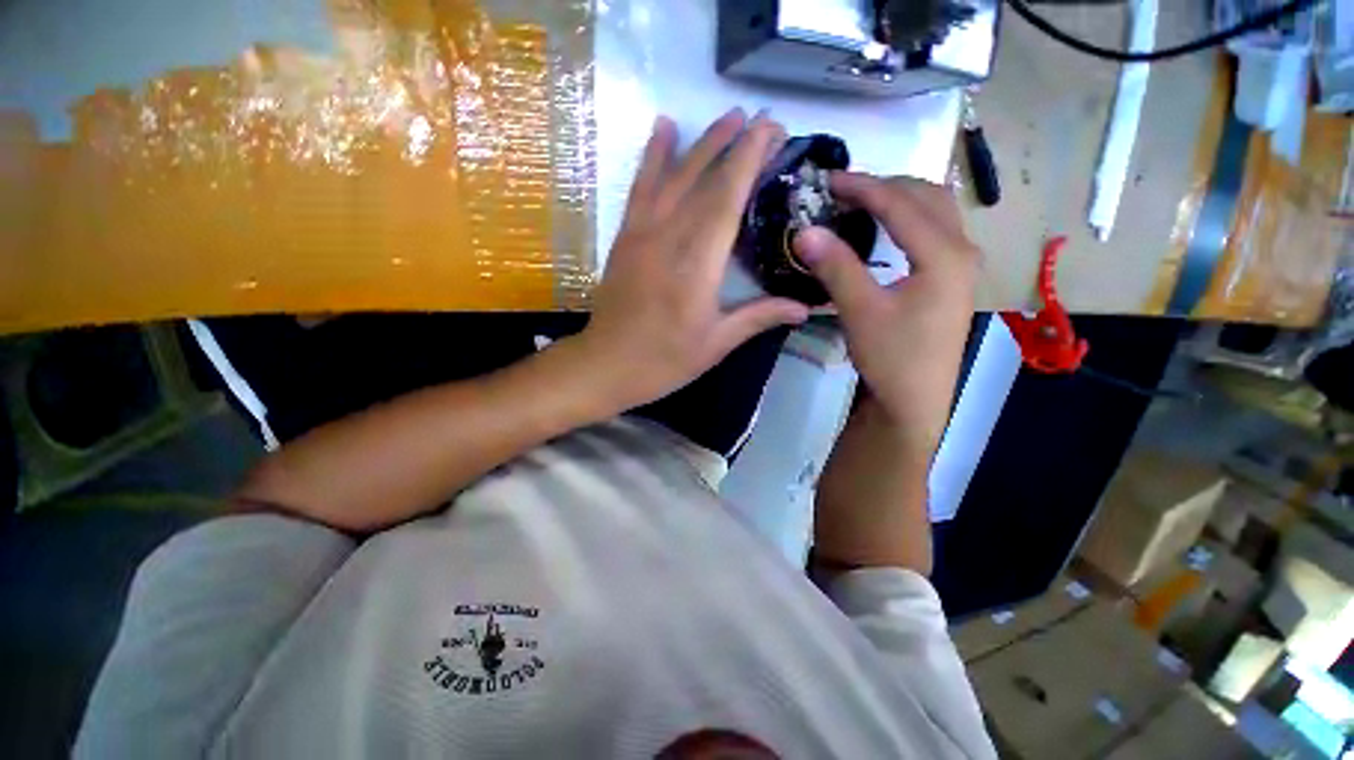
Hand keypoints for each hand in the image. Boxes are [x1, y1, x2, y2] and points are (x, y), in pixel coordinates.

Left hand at [575, 110, 809, 409]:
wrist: (606, 365)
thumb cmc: (664, 360)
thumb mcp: (716, 344)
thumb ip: (758, 317)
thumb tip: (804, 307)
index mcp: (697, 265)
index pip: (727, 199)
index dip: (749, 160)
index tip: (771, 131)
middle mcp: (669, 238)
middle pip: (703, 180)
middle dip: (734, 145)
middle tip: (761, 121)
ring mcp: (642, 233)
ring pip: (673, 176)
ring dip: (701, 143)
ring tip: (726, 117)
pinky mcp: (625, 237)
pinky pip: (640, 187)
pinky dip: (652, 155)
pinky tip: (663, 128)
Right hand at [794, 174, 978, 457]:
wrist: (915, 401)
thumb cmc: (892, 357)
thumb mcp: (860, 311)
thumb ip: (835, 267)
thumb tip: (804, 230)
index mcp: (943, 254)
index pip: (899, 203)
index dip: (861, 186)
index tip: (827, 179)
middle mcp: (961, 250)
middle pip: (926, 195)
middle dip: (884, 185)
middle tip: (843, 191)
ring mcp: (961, 265)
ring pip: (934, 211)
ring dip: (898, 199)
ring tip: (860, 204)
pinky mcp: (952, 280)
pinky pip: (933, 231)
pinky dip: (907, 219)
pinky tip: (884, 232)